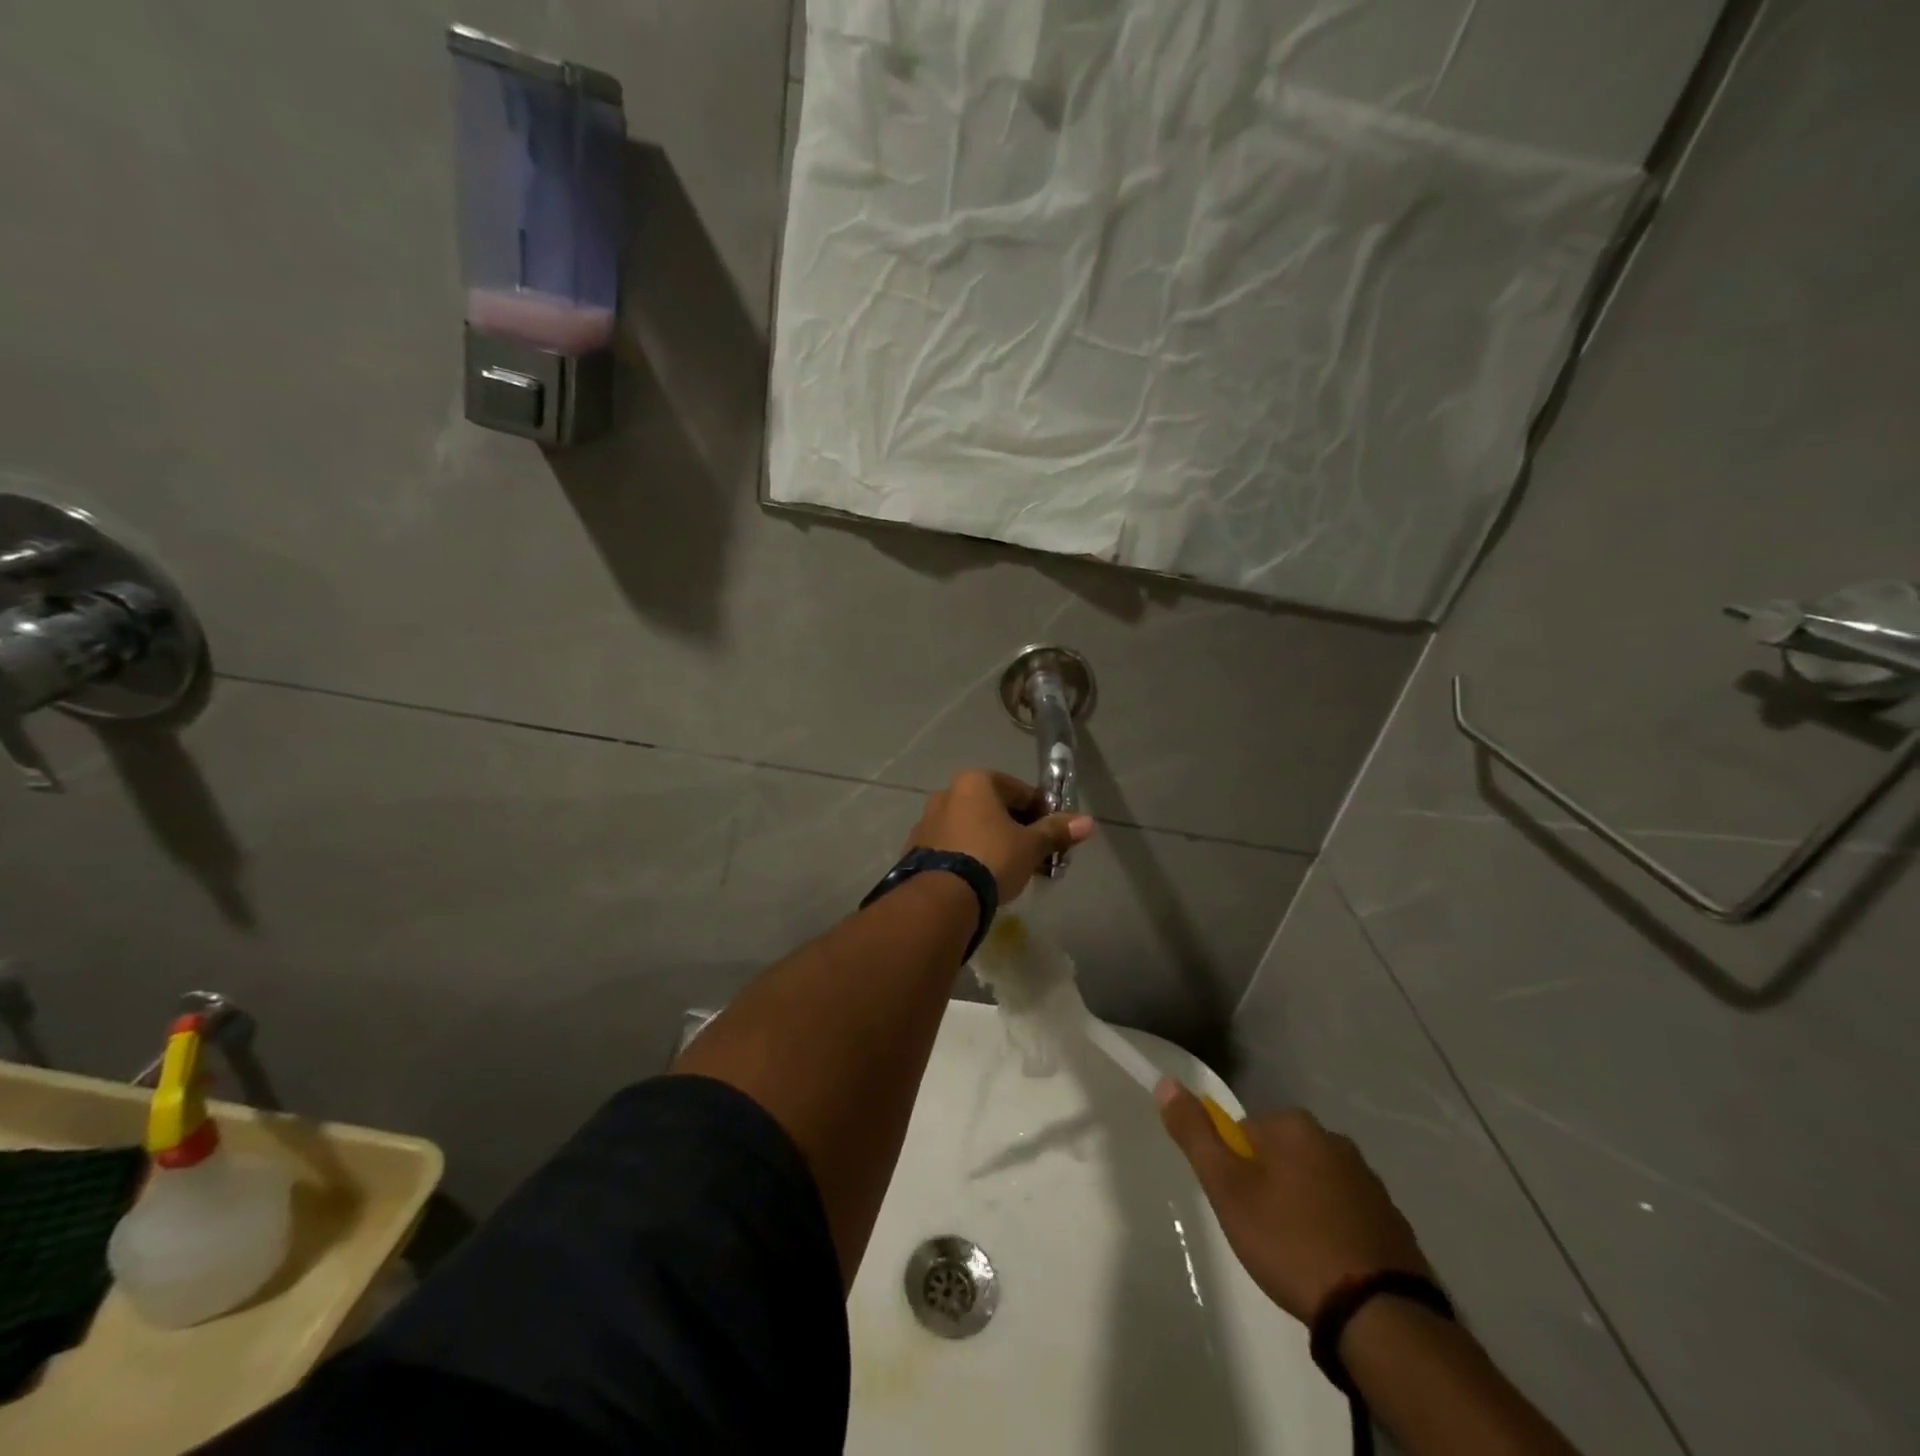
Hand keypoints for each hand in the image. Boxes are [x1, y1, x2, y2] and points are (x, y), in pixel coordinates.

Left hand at [907, 770, 1094, 901]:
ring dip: (992, 842)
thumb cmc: (992, 858)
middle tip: (1035, 856)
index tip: (1053, 835)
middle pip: (993, 808)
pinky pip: (953, 846)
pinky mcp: (916, 848)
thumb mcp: (1030, 846)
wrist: (942, 897)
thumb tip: (1088, 822)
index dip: (1041, 812)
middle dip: (1016, 830)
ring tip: (1010, 871)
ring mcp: (927, 821)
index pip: (1019, 790)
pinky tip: (982, 879)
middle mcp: (947, 793)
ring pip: (971, 827)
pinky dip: (970, 856)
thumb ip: (1056, 831)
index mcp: (974, 782)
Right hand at [1157, 1082, 1433, 1323]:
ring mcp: (1369, 1180)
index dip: (1235, 1170)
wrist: (1379, 1315)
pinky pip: (1346, 1212)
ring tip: (1296, 1254)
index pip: (1245, 1132)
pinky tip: (1329, 1265)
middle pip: (1281, 1154)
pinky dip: (1333, 1229)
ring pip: (1314, 1183)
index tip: (1239, 1207)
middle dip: (1269, 1185)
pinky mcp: (1393, 1220)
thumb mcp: (1227, 1188)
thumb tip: (1166, 1082)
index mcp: (1294, 1125)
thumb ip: (1195, 1134)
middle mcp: (1334, 1139)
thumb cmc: (1289, 1241)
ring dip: (1301, 1206)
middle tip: (1263, 1232)